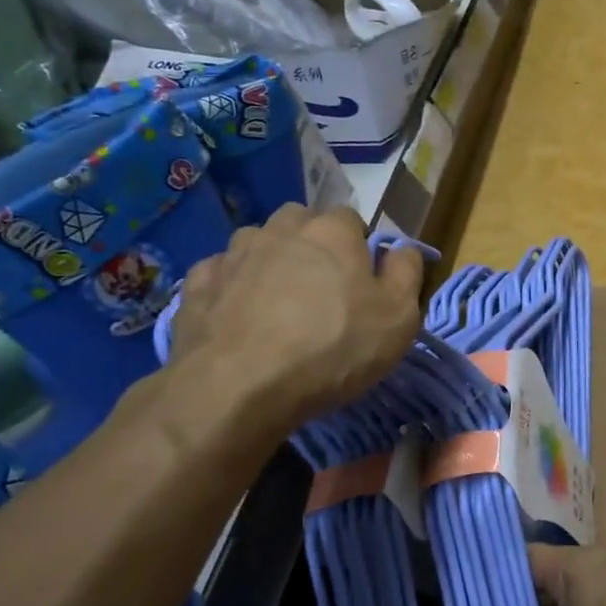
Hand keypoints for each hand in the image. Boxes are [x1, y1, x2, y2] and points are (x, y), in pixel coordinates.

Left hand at [165, 205, 422, 431]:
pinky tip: (239, 316)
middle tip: (321, 288)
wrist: (239, 386)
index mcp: (332, 232)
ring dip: (270, 261)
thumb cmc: (332, 349)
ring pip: (258, 242)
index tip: (362, 281)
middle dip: (312, 244)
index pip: (351, 220)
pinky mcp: (198, 284)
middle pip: (301, 222)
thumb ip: (406, 274)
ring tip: (277, 303)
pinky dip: (232, 286)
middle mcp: (281, 229)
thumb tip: (402, 249)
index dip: (358, 247)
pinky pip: (221, 273)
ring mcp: (234, 253)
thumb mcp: (398, 319)